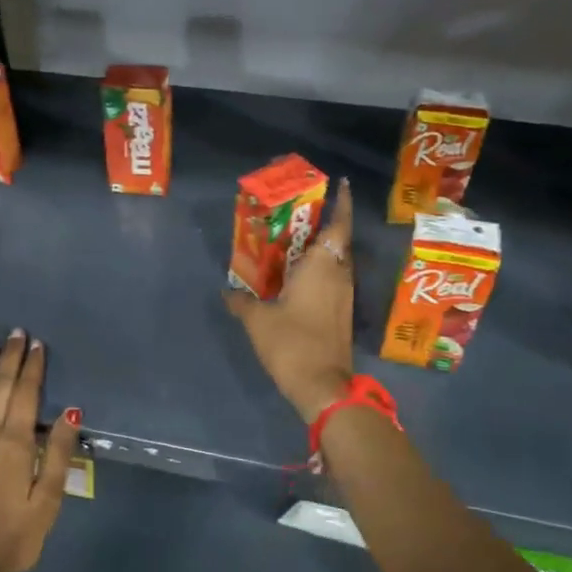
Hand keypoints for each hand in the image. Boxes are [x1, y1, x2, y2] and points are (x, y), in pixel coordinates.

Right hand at [225, 177, 355, 422]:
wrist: (322, 386)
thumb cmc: (291, 343)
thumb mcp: (257, 320)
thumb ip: (242, 301)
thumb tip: (227, 291)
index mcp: (322, 266)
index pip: (338, 225)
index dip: (343, 203)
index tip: (342, 184)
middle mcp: (338, 275)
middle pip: (338, 241)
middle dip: (326, 223)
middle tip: (302, 211)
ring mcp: (343, 296)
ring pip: (336, 261)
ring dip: (322, 248)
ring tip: (295, 240)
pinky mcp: (341, 313)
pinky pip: (332, 279)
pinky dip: (320, 270)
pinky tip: (297, 275)